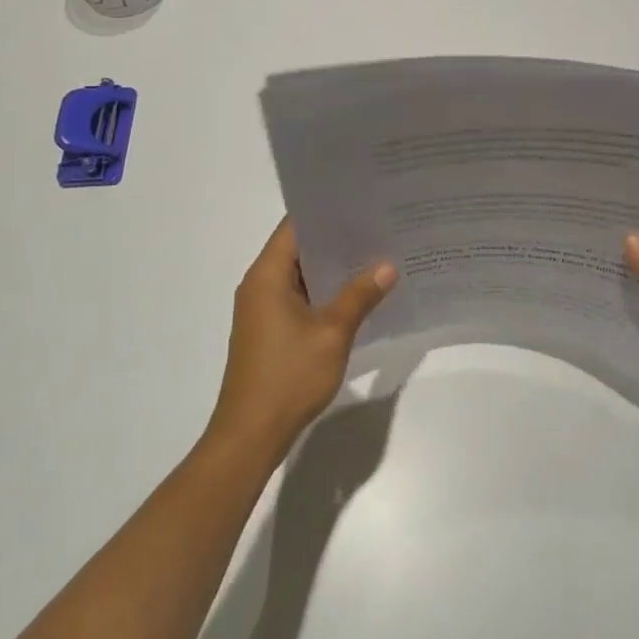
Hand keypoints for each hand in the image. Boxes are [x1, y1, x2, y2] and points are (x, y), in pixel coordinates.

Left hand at [207, 218, 396, 457]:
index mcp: (267, 275)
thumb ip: (360, 295)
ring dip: (334, 267)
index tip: (362, 202)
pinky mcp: (271, 330)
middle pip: (300, 247)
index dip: (327, 212)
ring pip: (303, 274)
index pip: (296, 225)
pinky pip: (301, 296)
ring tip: (377, 253)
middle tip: (379, 225)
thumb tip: (388, 266)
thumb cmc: (287, 377)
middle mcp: (261, 285)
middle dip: (338, 238)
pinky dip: (326, 291)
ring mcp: (264, 309)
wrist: (250, 436)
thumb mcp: (332, 333)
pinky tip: (359, 292)